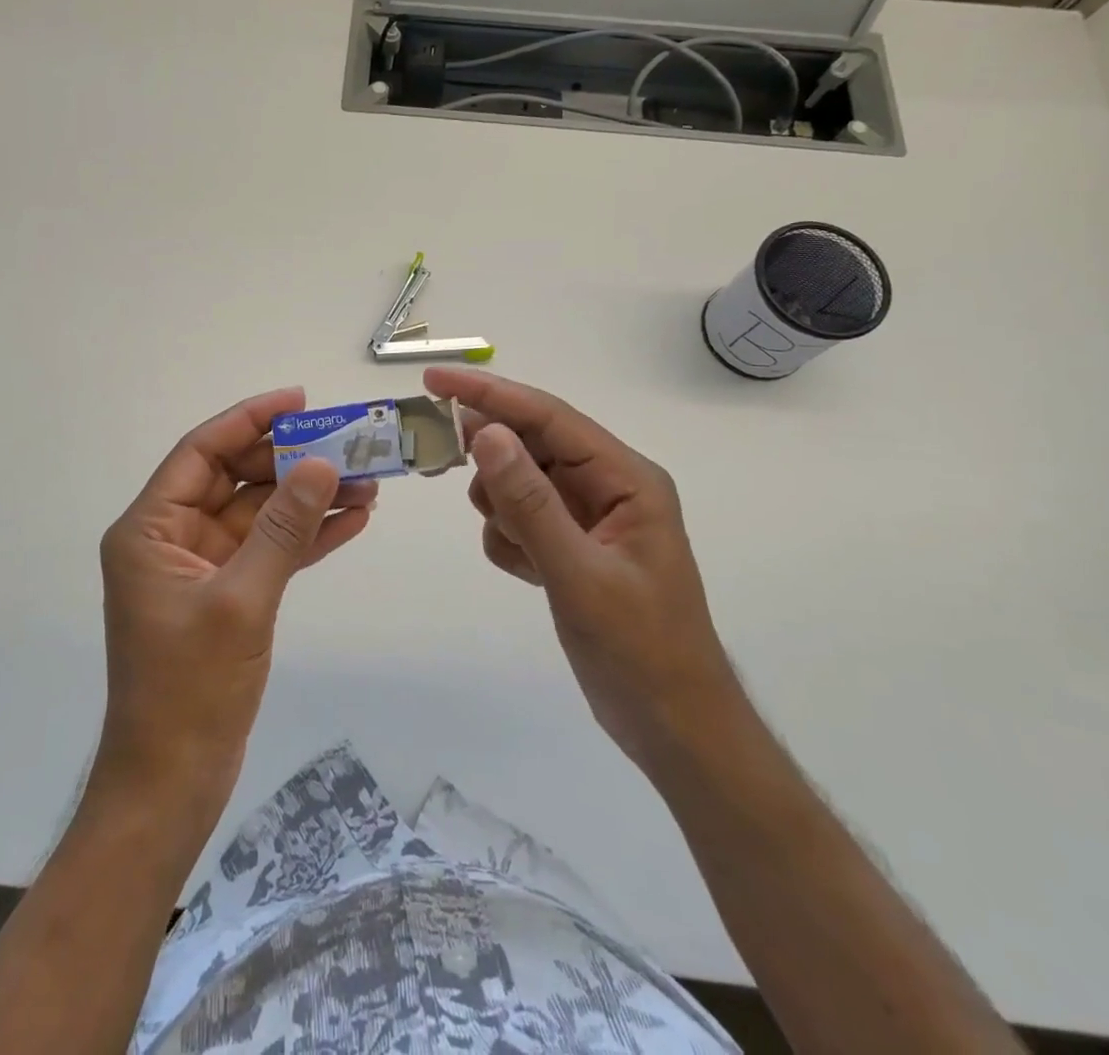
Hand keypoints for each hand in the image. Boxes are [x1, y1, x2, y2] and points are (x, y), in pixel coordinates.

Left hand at [93, 388, 376, 815]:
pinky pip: (270, 551)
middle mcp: (173, 538)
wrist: (173, 784)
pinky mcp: (229, 595)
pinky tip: (352, 521)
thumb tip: (322, 466)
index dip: (249, 420)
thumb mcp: (240, 601)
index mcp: (151, 529)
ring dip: (308, 499)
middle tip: (348, 444)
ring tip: (368, 482)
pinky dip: (307, 537)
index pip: (201, 453)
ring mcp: (203, 567)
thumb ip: (282, 530)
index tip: (299, 400)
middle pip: (236, 479)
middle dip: (291, 462)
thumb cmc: (189, 691)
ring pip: (260, 515)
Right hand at [424, 365, 743, 772]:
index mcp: (626, 478)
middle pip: (530, 445)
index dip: (490, 394)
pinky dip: (510, 540)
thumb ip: (530, 502)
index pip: (548, 418)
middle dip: (490, 457)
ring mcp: (589, 517)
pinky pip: (520, 520)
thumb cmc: (640, 651)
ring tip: (521, 551)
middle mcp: (608, 486)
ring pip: (518, 482)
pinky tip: (528, 574)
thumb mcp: (579, 575)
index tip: (435, 379)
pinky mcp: (572, 546)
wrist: (673, 728)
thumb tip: (486, 434)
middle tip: (441, 460)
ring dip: (502, 508)